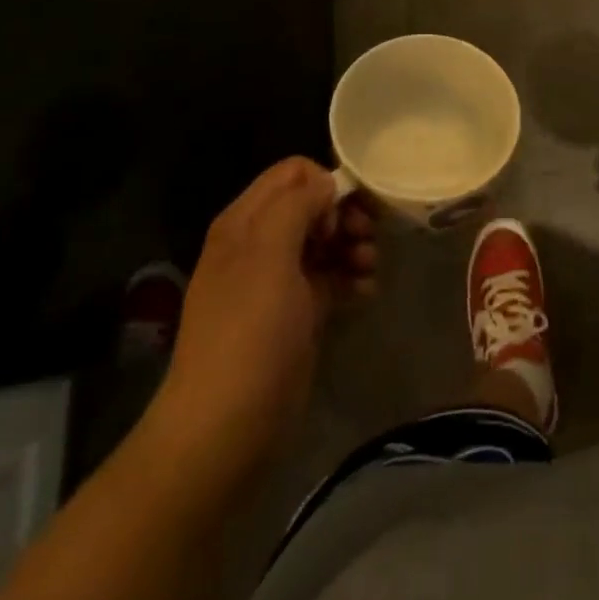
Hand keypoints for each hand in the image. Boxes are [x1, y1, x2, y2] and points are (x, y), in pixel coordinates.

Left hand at [147, 157, 378, 491]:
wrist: (227, 426)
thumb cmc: (250, 331)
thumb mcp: (269, 254)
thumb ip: (297, 206)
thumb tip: (327, 183)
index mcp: (245, 222)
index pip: (292, 173)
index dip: (324, 184)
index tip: (343, 215)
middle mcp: (260, 243)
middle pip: (313, 205)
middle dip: (345, 215)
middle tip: (367, 238)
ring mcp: (278, 280)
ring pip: (326, 240)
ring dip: (354, 246)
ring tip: (371, 267)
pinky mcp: (297, 313)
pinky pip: (331, 277)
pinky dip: (351, 277)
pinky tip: (367, 292)